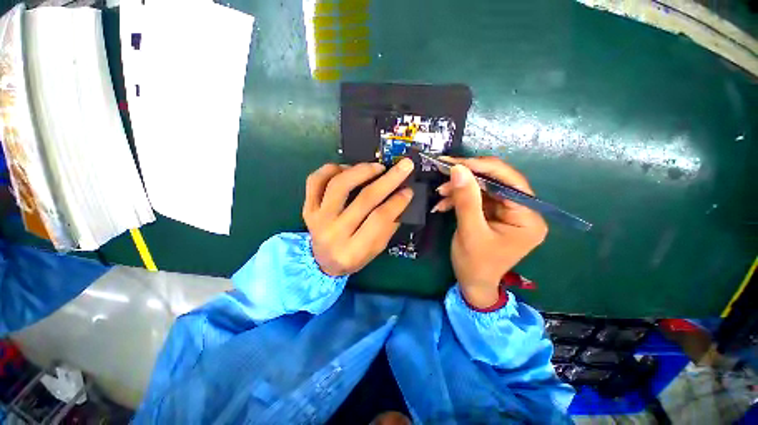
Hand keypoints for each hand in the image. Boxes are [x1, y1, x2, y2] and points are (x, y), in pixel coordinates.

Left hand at [303, 159, 414, 275]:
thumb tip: (401, 196)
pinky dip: (331, 169)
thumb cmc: (354, 256)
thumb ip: (388, 226)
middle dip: (388, 180)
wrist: (322, 261)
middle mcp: (333, 233)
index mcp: (353, 250)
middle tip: (404, 166)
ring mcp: (317, 219)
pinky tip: (347, 169)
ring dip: (361, 171)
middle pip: (364, 200)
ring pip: (339, 185)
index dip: (397, 202)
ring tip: (377, 167)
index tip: (409, 190)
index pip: (379, 220)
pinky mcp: (308, 207)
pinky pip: (315, 181)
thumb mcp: (375, 249)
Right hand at [432, 157, 547, 308]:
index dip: (482, 168)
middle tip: (443, 173)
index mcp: (528, 217)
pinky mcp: (494, 213)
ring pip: (483, 188)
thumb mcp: (470, 232)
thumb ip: (466, 200)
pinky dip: (459, 198)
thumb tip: (458, 168)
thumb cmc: (475, 264)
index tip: (455, 162)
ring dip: (460, 189)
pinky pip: (477, 198)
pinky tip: (443, 204)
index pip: (509, 181)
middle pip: (496, 182)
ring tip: (440, 193)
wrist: (473, 283)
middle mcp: (523, 211)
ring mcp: (508, 211)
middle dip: (467, 178)